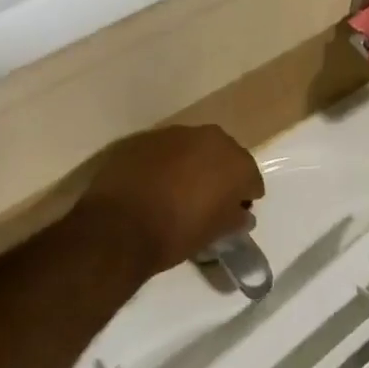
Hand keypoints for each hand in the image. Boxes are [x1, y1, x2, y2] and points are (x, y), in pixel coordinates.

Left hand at [75, 125, 263, 276]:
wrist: (118, 228)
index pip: (250, 178)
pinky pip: (163, 151)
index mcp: (235, 161)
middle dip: (220, 174)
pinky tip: (154, 185)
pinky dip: (164, 164)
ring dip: (191, 165)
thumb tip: (242, 214)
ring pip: (192, 149)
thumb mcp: (215, 232)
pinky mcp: (142, 139)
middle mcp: (209, 138)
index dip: (244, 197)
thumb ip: (235, 218)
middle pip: (223, 155)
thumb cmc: (177, 233)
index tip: (234, 213)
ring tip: (179, 191)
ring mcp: (173, 134)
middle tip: (209, 199)